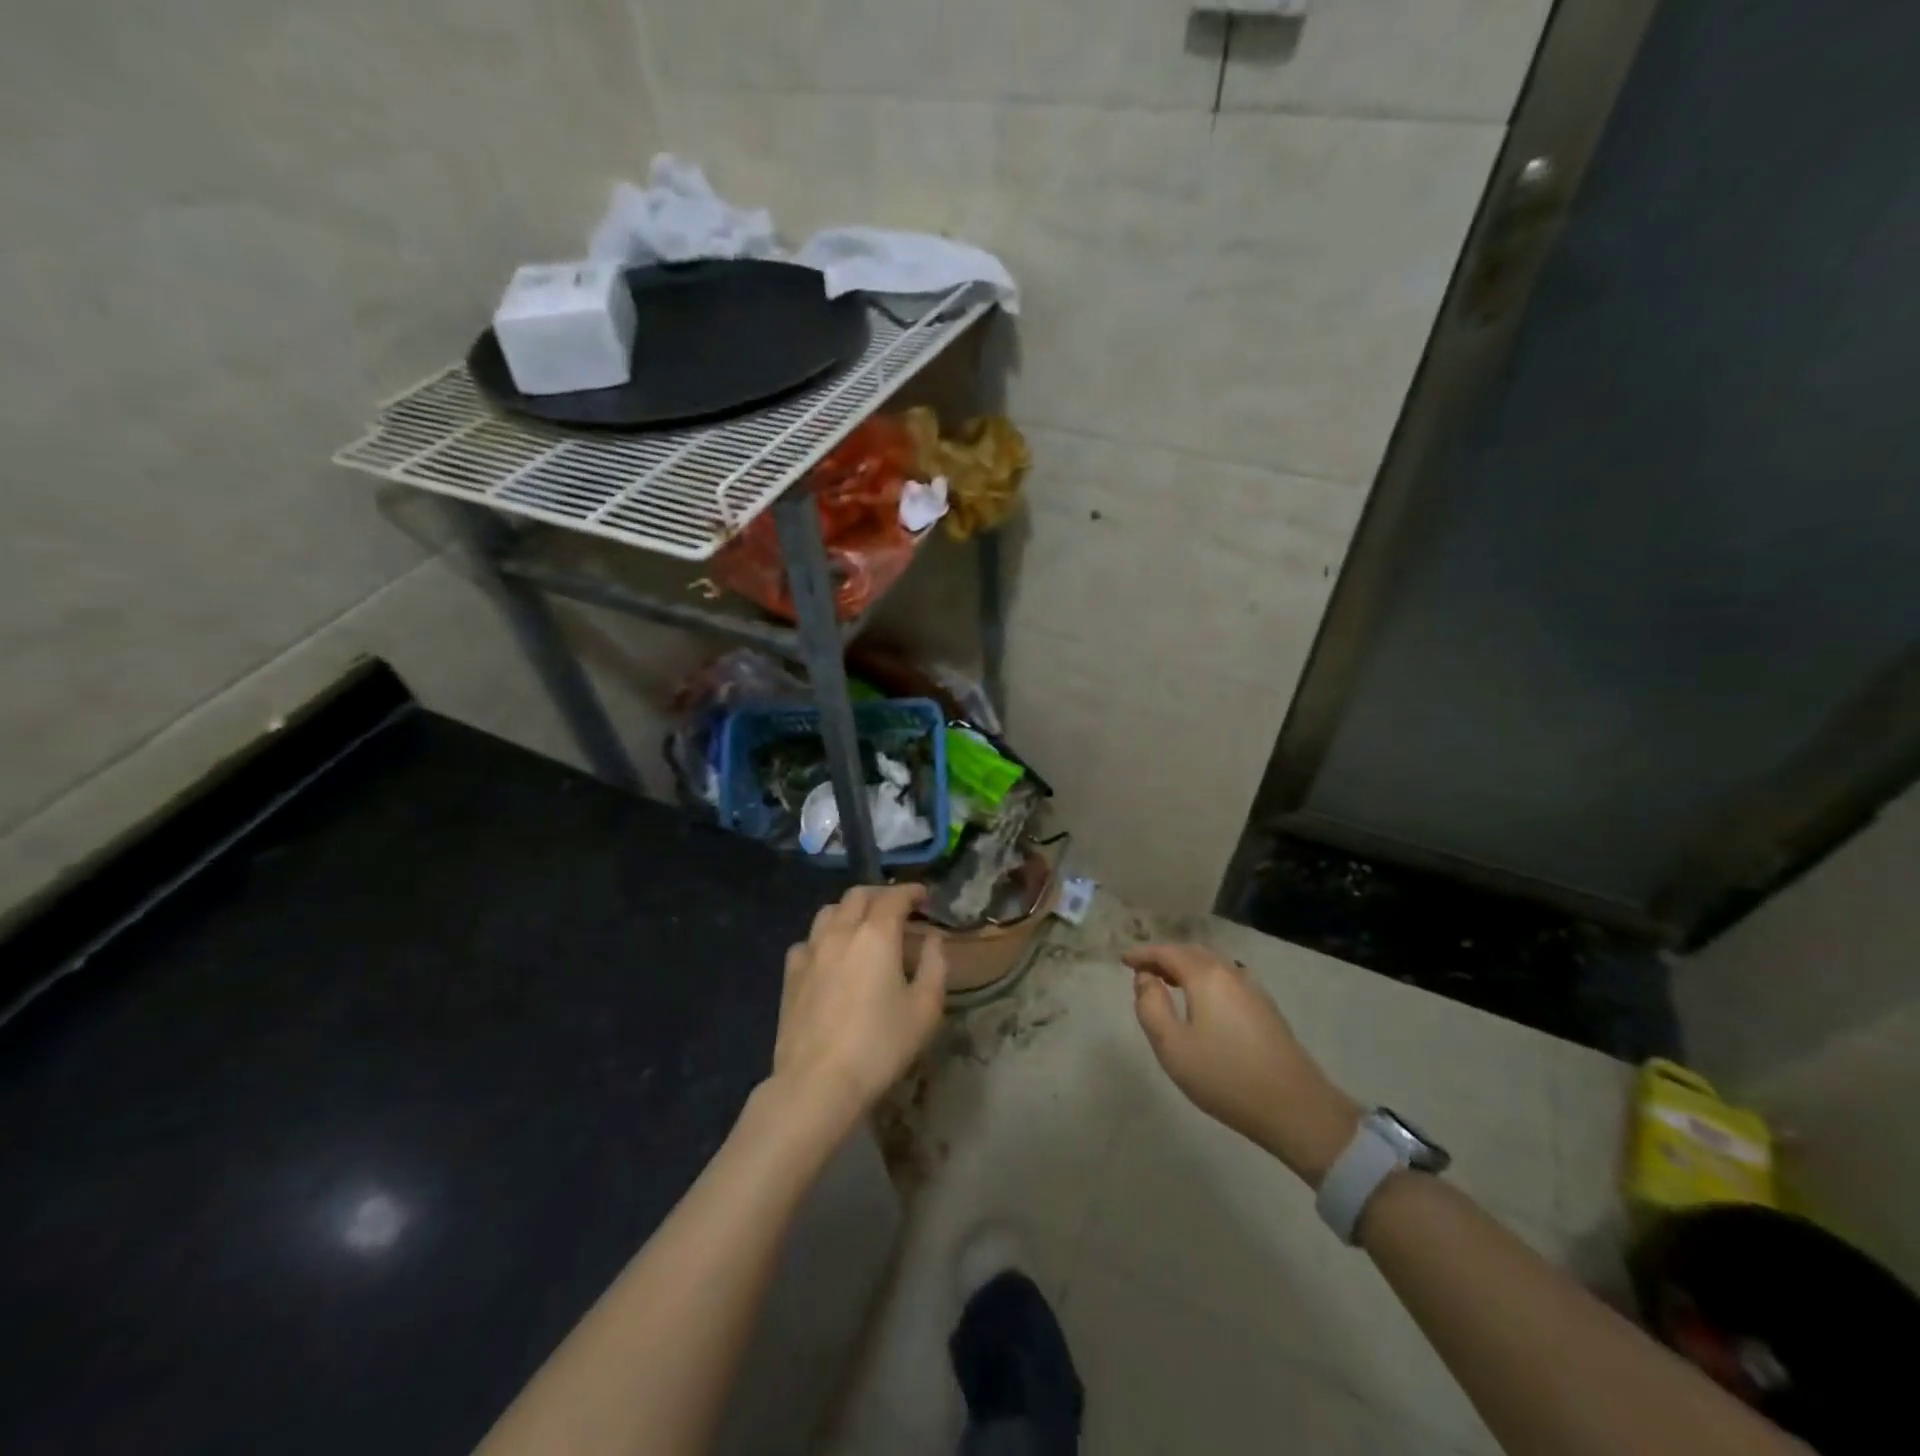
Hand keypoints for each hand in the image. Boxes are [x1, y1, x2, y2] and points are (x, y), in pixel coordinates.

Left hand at [770, 884, 948, 1131]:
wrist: (818, 1082)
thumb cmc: (880, 1045)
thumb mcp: (925, 1010)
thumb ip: (934, 966)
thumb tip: (933, 940)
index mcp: (876, 935)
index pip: (894, 897)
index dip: (911, 891)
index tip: (924, 897)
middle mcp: (841, 932)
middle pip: (858, 895)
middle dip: (881, 894)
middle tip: (897, 908)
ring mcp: (811, 951)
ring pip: (829, 912)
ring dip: (850, 910)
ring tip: (863, 925)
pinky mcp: (791, 975)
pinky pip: (807, 941)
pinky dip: (823, 938)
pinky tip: (830, 955)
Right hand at [1128, 944, 1360, 1186]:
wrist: (1296, 1108)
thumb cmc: (1225, 1077)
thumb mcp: (1172, 1046)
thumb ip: (1151, 1006)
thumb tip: (1145, 979)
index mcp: (1206, 976)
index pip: (1168, 952)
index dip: (1143, 953)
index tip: (1123, 959)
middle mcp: (1230, 973)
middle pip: (1192, 953)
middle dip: (1164, 956)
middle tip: (1142, 969)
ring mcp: (1252, 989)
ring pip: (1212, 965)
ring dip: (1186, 967)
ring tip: (1167, 981)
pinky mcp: (1265, 1008)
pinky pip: (1226, 979)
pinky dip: (1205, 978)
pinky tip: (1201, 1000)